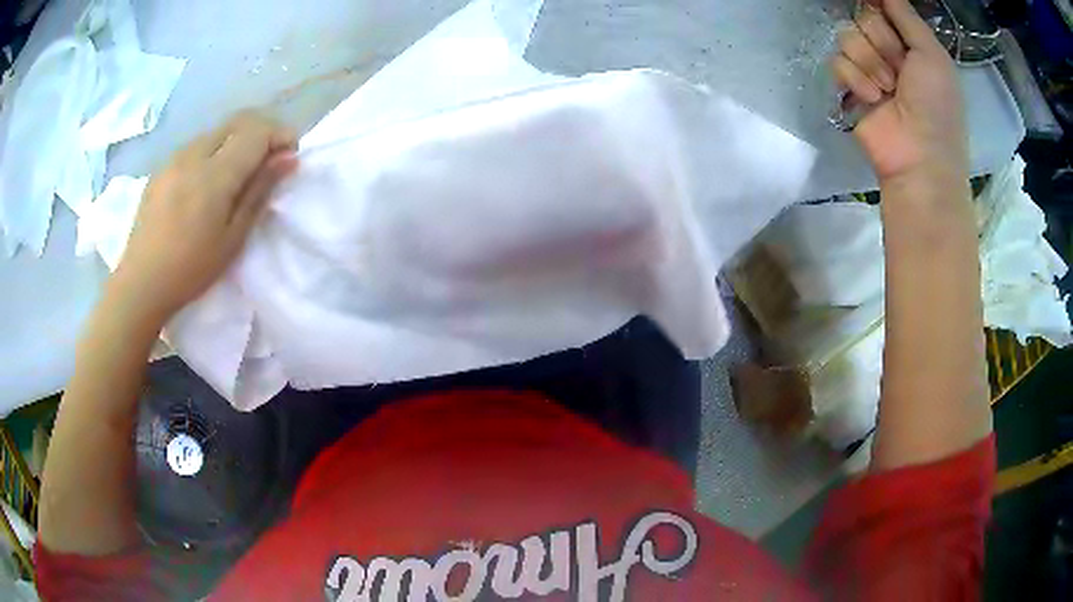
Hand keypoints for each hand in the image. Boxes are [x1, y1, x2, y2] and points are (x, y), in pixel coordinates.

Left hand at [115, 111, 298, 319]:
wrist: (140, 283)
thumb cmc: (190, 270)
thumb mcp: (232, 238)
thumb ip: (259, 191)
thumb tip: (288, 158)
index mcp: (214, 174)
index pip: (258, 131)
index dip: (281, 136)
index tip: (289, 157)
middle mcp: (195, 154)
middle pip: (239, 121)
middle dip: (262, 132)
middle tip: (269, 160)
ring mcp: (175, 157)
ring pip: (217, 131)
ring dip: (236, 141)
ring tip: (237, 174)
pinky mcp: (162, 167)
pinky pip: (196, 145)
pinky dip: (213, 151)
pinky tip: (207, 183)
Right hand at [832, 0, 967, 183]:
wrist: (919, 159)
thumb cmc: (937, 107)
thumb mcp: (933, 55)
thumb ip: (907, 16)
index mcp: (911, 42)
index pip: (882, 6)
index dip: (881, 8)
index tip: (885, 16)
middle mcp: (889, 50)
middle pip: (863, 17)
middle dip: (882, 42)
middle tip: (900, 70)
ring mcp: (868, 68)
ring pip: (848, 37)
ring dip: (870, 63)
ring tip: (888, 90)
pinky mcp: (850, 87)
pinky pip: (837, 62)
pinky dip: (856, 80)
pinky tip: (872, 99)